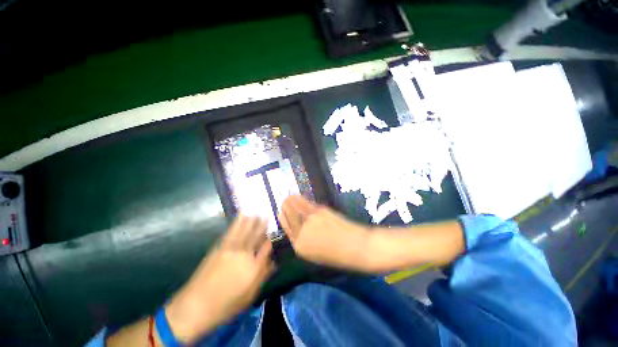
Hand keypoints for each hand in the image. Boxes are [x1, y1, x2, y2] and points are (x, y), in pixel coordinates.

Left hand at [165, 215, 273, 342]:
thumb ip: (262, 277)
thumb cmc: (225, 306)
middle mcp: (245, 255)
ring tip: (257, 211)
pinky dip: (237, 222)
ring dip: (251, 220)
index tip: (271, 236)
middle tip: (267, 214)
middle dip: (262, 225)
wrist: (196, 306)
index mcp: (254, 268)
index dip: (269, 241)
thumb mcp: (249, 296)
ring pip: (245, 231)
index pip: (266, 248)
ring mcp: (232, 249)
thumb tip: (273, 263)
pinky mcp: (220, 247)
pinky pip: (231, 232)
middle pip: (257, 236)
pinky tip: (241, 216)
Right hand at [279, 195, 373, 271]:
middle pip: (288, 216)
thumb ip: (303, 241)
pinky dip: (299, 198)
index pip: (286, 229)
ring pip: (295, 207)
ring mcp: (310, 220)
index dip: (283, 218)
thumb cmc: (338, 255)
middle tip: (285, 201)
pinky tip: (297, 196)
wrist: (356, 247)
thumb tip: (296, 227)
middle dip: (285, 207)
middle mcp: (301, 232)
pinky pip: (305, 203)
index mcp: (299, 247)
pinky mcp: (319, 211)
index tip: (281, 212)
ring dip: (290, 200)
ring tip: (289, 197)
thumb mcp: (315, 254)